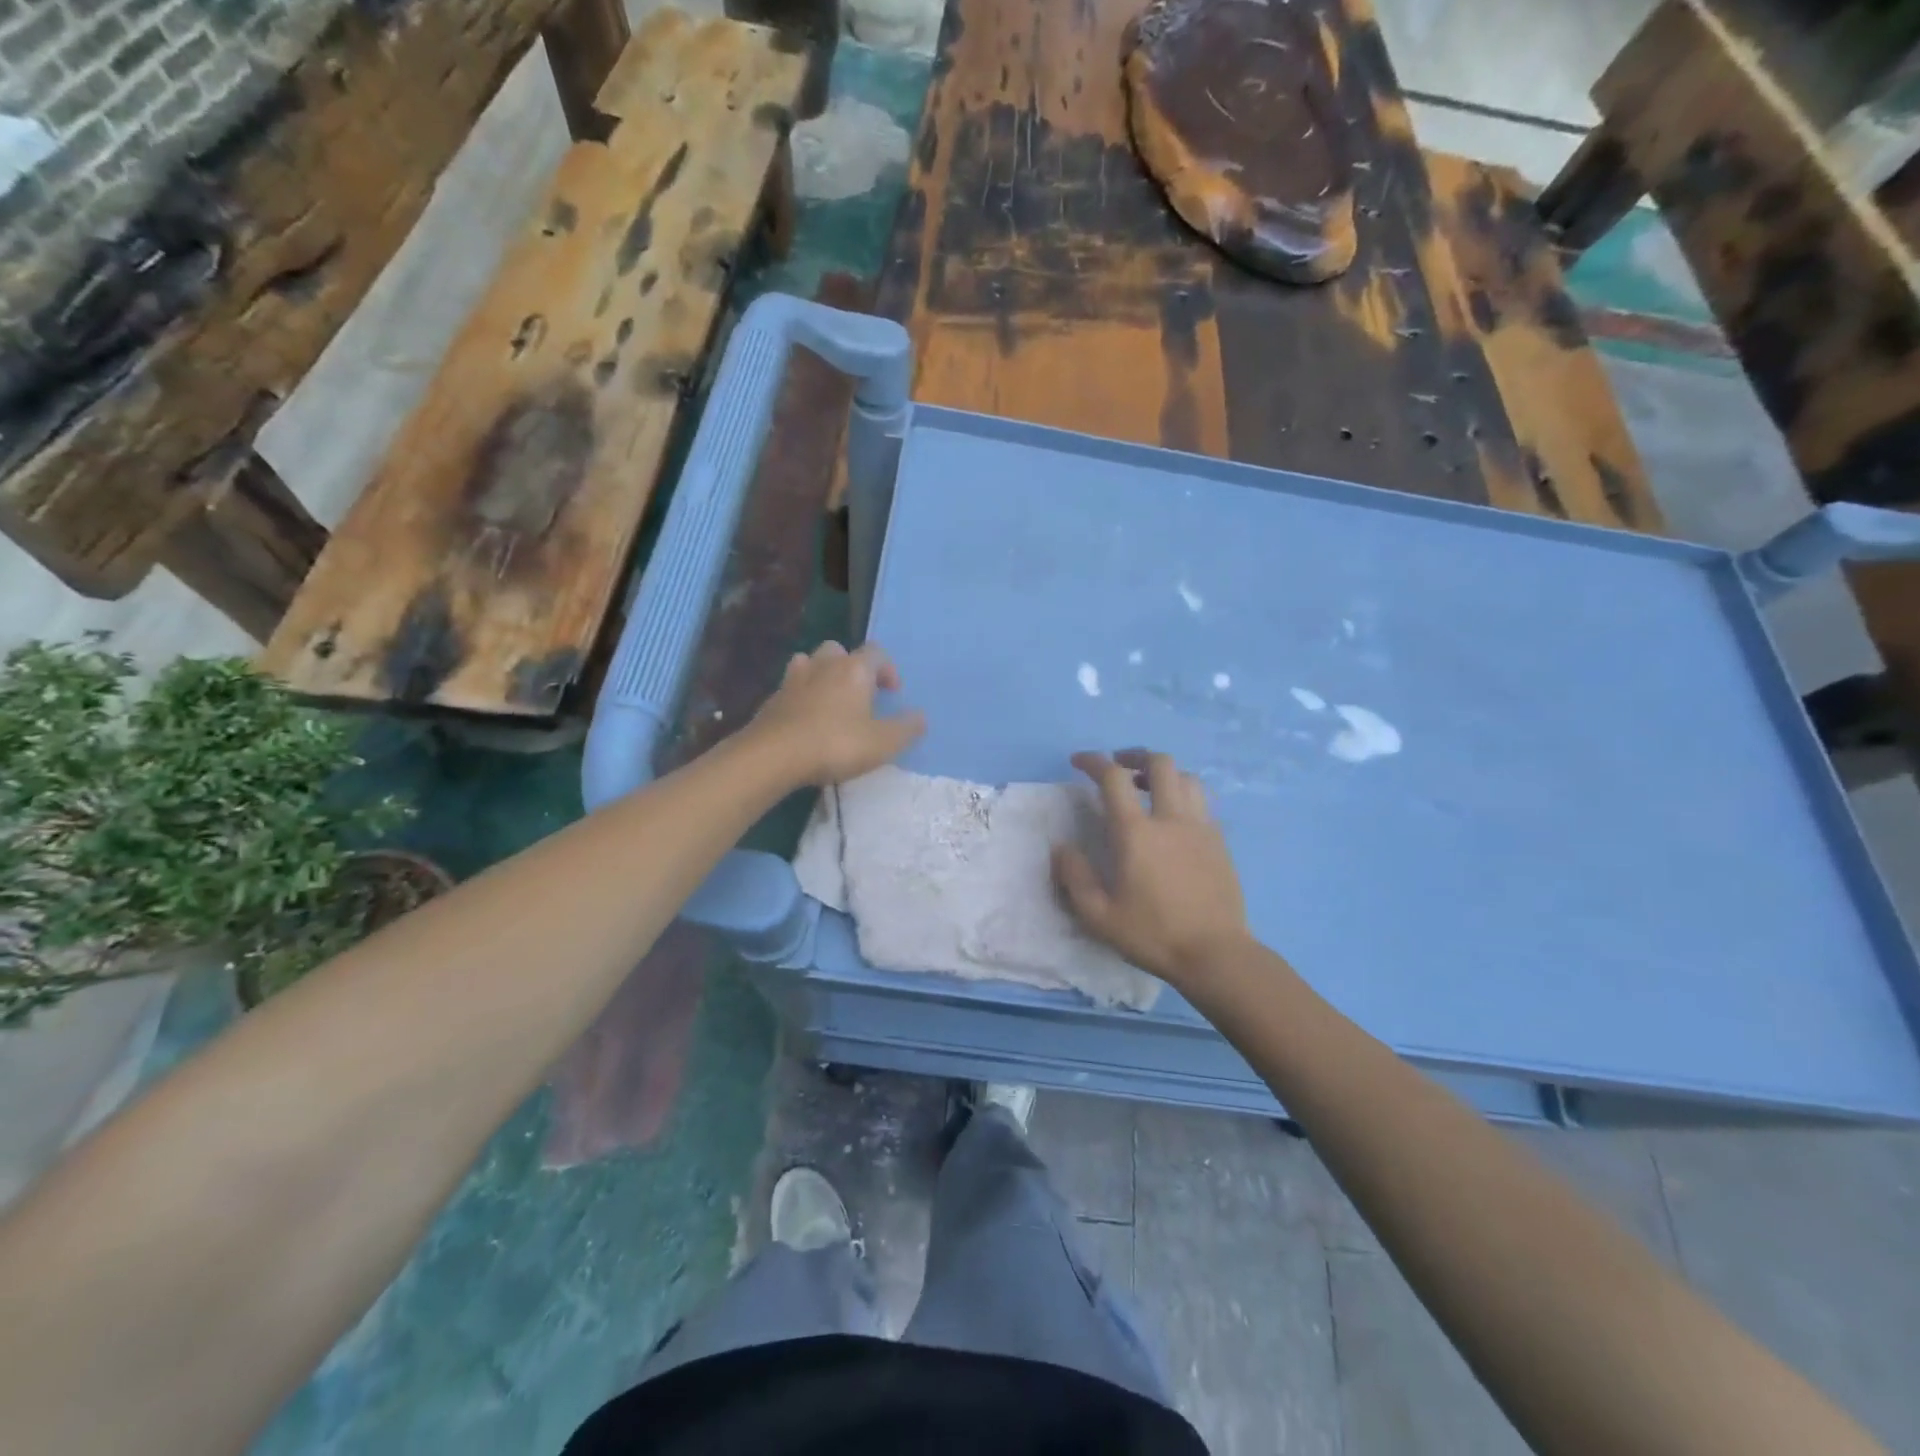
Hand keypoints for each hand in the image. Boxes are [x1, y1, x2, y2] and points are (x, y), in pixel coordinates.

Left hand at [750, 641, 925, 786]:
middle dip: (851, 667)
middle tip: (859, 694)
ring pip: (810, 662)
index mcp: (854, 669)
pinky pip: (790, 688)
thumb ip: (906, 728)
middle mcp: (823, 665)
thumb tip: (920, 716)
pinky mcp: (771, 700)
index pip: (876, 652)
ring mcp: (793, 680)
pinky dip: (800, 697)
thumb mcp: (883, 743)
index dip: (887, 669)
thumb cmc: (836, 744)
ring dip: (822, 675)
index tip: (892, 693)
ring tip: (829, 701)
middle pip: (838, 650)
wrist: (774, 755)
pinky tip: (805, 720)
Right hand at [1053, 750, 1252, 986]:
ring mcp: (1201, 828)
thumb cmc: (1153, 935)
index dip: (1093, 761)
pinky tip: (1174, 818)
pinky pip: (1203, 802)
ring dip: (1164, 773)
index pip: (1114, 778)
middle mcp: (1171, 819)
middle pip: (1159, 763)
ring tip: (1148, 788)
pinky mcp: (1220, 842)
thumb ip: (1075, 877)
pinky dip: (1184, 796)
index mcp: (1137, 833)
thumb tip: (1062, 848)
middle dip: (1135, 756)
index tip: (1078, 761)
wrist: (1216, 954)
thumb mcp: (1099, 916)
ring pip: (1187, 778)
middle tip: (1119, 766)